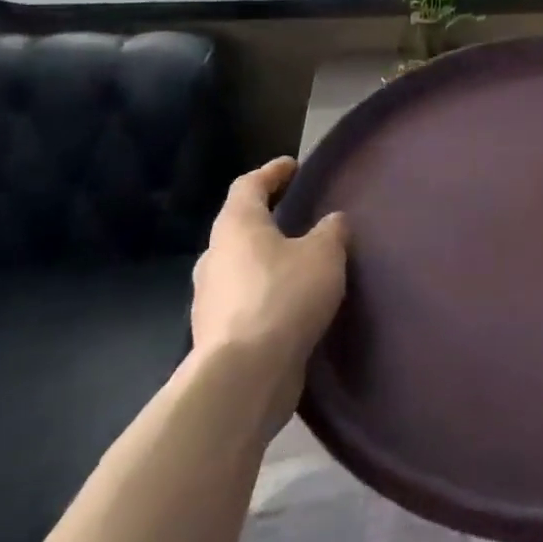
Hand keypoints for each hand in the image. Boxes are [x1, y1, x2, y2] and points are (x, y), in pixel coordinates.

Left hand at [191, 158, 347, 426]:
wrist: (244, 375)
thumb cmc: (284, 297)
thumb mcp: (324, 254)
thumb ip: (331, 231)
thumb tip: (331, 222)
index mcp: (237, 227)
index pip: (249, 186)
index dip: (271, 173)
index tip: (292, 166)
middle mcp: (215, 257)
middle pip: (239, 227)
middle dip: (267, 219)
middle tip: (298, 216)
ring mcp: (210, 298)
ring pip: (240, 266)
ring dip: (267, 260)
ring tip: (301, 263)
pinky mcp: (218, 334)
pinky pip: (245, 300)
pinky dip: (267, 294)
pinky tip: (292, 304)